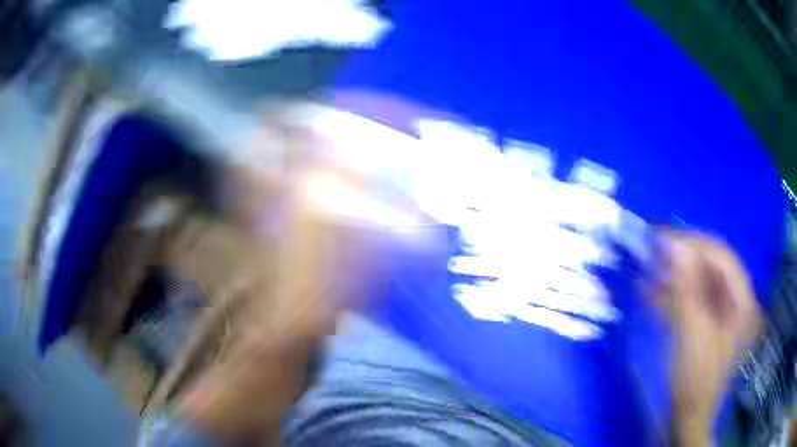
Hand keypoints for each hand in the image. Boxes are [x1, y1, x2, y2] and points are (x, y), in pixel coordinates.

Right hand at [659, 232, 761, 445]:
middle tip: (654, 257)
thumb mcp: (692, 334)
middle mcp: (736, 300)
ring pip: (700, 283)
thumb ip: (686, 288)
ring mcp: (723, 313)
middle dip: (683, 261)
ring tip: (649, 279)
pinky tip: (653, 298)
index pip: (721, 256)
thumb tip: (673, 245)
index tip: (664, 241)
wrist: (688, 418)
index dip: (694, 244)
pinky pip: (693, 301)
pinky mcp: (708, 324)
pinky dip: (674, 297)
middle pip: (711, 267)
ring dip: (675, 280)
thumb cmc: (695, 380)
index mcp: (742, 300)